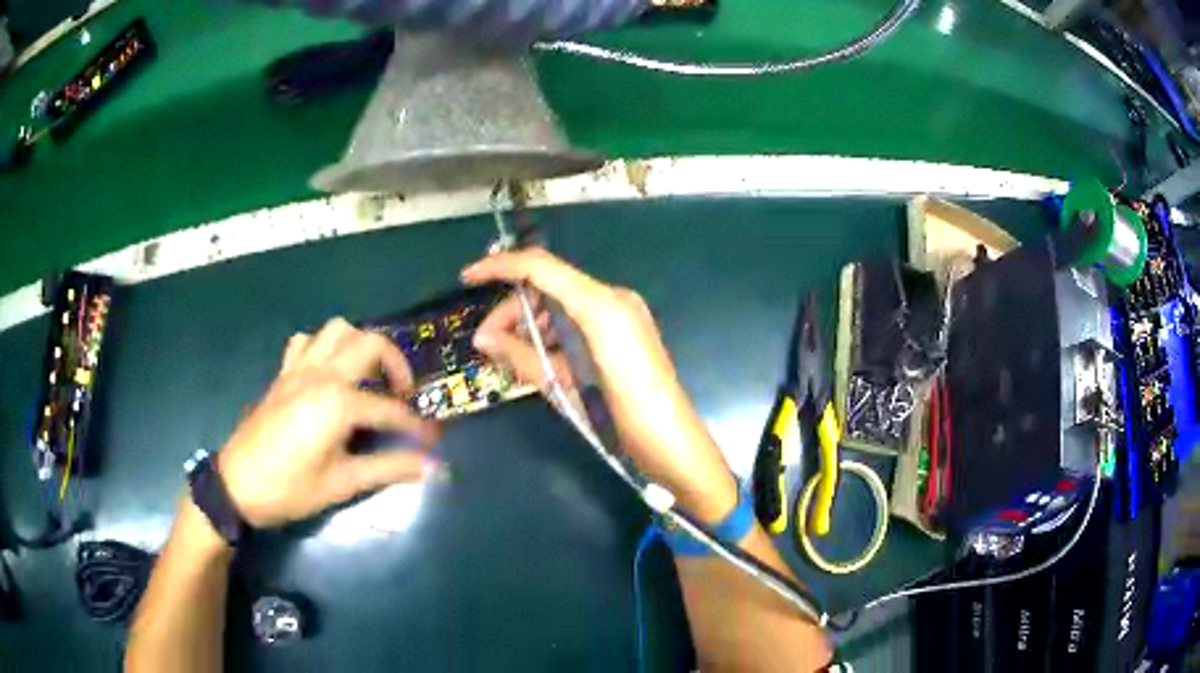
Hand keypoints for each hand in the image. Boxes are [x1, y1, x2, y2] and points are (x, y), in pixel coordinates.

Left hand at [217, 318, 441, 527]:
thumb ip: (388, 468)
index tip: (433, 440)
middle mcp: (321, 374)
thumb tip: (432, 466)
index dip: (415, 426)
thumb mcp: (342, 483)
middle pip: (370, 343)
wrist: (238, 485)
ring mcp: (299, 369)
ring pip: (338, 330)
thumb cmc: (290, 488)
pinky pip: (306, 342)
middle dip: (396, 364)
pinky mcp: (283, 373)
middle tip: (402, 394)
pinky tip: (328, 373)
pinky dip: (323, 347)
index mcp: (337, 402)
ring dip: (359, 345)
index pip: (389, 409)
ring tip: (368, 376)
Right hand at [462, 249, 737, 522]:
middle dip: (513, 310)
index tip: (467, 279)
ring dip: (532, 323)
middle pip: (549, 286)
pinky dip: (555, 332)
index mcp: (599, 304)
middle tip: (487, 342)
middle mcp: (613, 297)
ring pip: (563, 303)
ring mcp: (623, 312)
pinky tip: (538, 357)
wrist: (670, 442)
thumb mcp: (562, 385)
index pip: (539, 267)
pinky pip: (580, 318)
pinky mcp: (626, 329)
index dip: (499, 267)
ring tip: (509, 355)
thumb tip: (481, 338)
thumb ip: (520, 355)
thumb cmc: (617, 415)